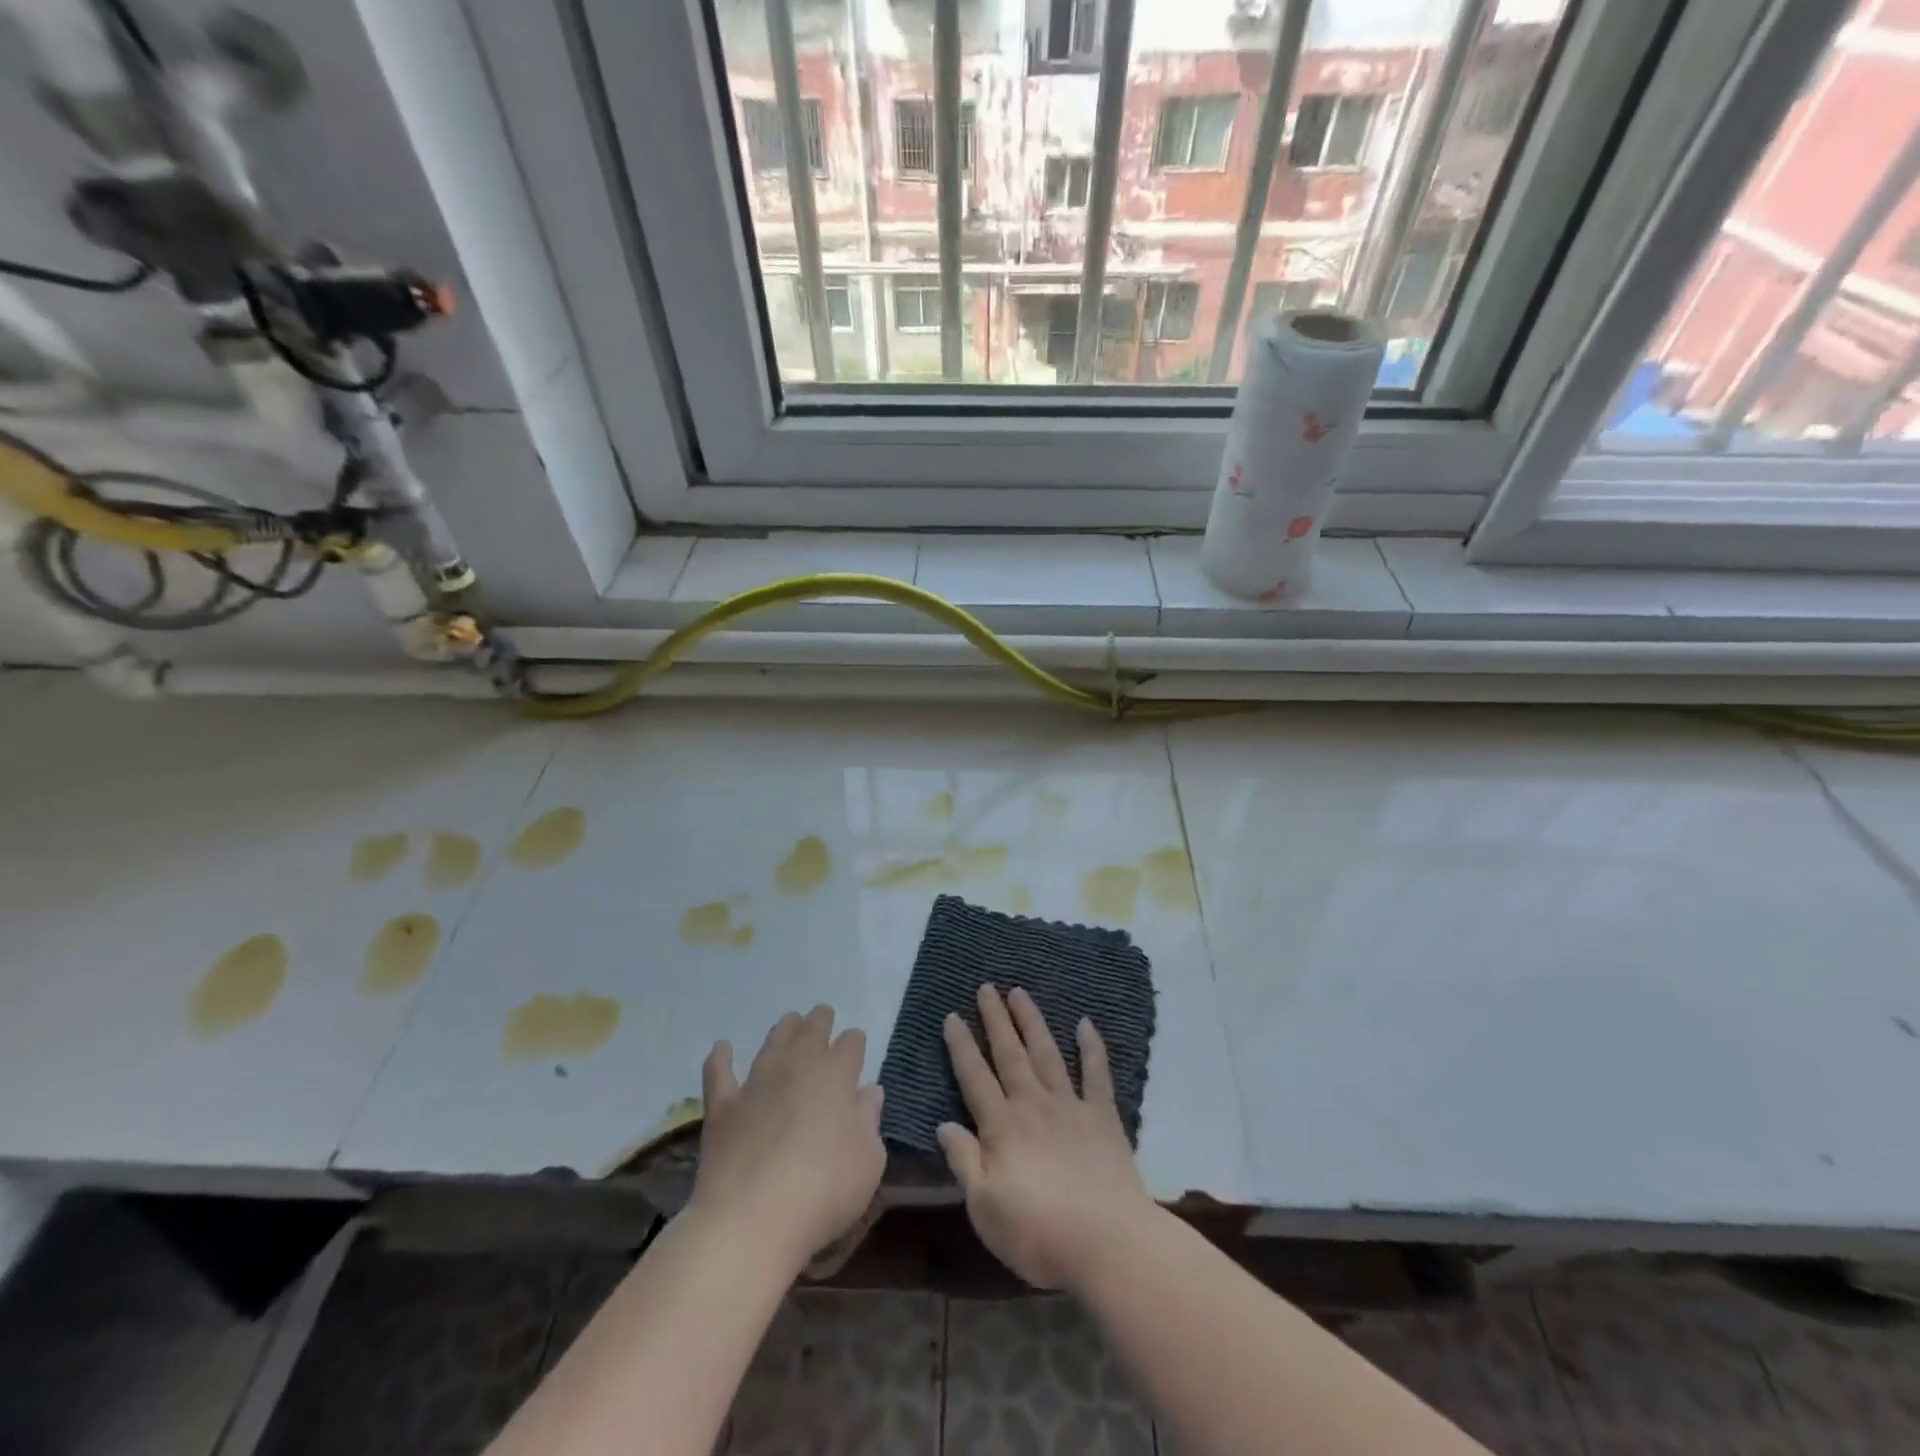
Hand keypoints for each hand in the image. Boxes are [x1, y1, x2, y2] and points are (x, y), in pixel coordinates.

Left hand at [691, 1005, 884, 1270]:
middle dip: (820, 1021)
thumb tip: (868, 1092)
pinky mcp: (723, 1106)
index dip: (854, 1043)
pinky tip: (722, 1048)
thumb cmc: (823, 1191)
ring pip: (773, 1040)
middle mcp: (797, 1066)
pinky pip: (719, 1071)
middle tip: (823, 1018)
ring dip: (784, 1028)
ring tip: (790, 1022)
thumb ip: (870, 1121)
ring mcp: (757, 1082)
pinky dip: (720, 1057)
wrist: (751, 1221)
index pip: (851, 1042)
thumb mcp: (868, 1162)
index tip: (856, 1049)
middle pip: (812, 1029)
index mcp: (837, 1074)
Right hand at [938, 985, 1152, 1291]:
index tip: (952, 1015)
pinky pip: (1096, 1073)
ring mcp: (1070, 1106)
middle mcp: (1033, 1104)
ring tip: (1020, 992)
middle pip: (1009, 1054)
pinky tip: (1085, 1023)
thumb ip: (964, 1161)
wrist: (1108, 1242)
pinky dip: (1091, 1046)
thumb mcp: (984, 1207)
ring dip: (1032, 1021)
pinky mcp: (1103, 1117)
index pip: (974, 1077)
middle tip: (986, 987)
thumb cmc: (1038, 1233)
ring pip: (1046, 1053)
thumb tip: (943, 1125)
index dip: (961, 1046)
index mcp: (1001, 1126)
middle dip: (995, 1019)